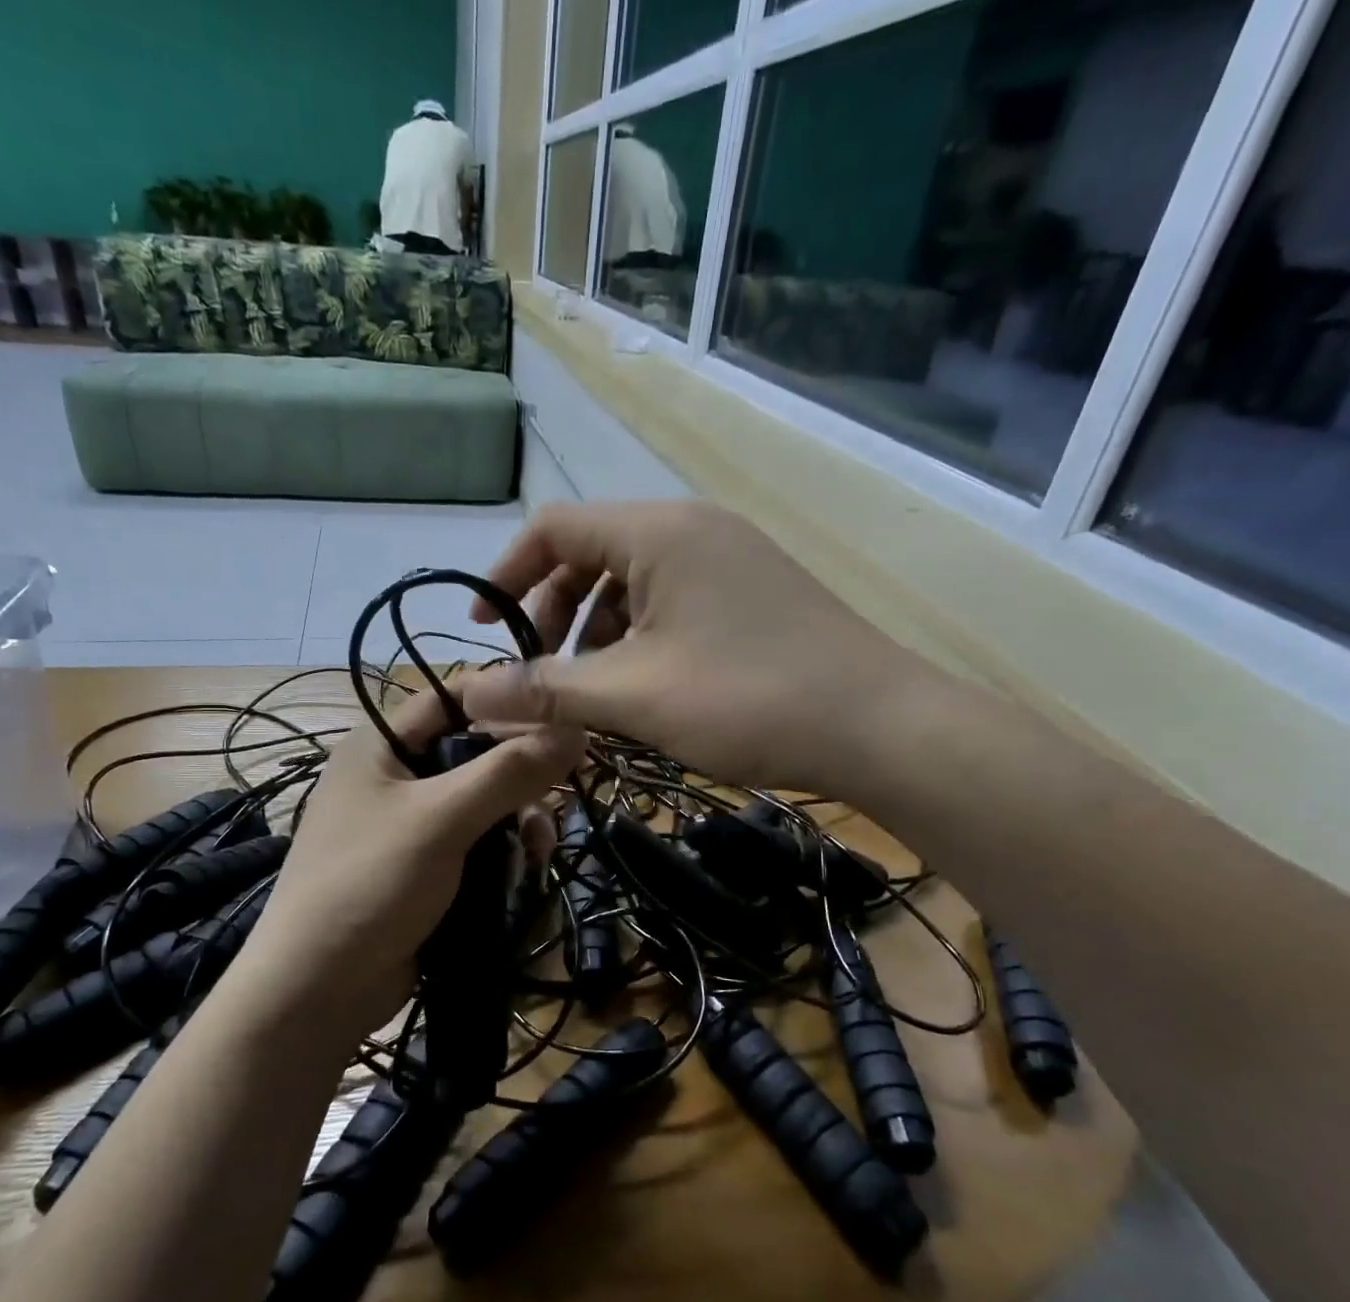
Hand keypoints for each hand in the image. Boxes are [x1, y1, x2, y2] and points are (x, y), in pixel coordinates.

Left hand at [248, 688, 582, 1040]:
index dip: (506, 701)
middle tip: (560, 794)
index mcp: (381, 745)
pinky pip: (475, 840)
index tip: (563, 719)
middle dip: (520, 773)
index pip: (452, 697)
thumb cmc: (371, 884)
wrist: (316, 991)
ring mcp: (408, 824)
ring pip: (482, 800)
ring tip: (539, 849)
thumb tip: (576, 729)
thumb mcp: (442, 819)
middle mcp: (394, 775)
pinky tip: (525, 869)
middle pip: (474, 751)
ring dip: (519, 818)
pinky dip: (503, 850)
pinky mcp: (423, 866)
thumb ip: (509, 772)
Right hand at [465, 502, 924, 791]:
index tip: (484, 631)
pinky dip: (641, 635)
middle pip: (592, 552)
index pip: (553, 527)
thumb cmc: (747, 699)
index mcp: (658, 531)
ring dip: (597, 630)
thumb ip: (544, 690)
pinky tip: (646, 686)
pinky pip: (673, 599)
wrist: (881, 727)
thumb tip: (468, 696)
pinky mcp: (755, 590)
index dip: (506, 574)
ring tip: (593, 689)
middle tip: (545, 674)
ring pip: (634, 581)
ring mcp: (730, 556)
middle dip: (553, 612)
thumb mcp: (632, 696)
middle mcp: (693, 527)